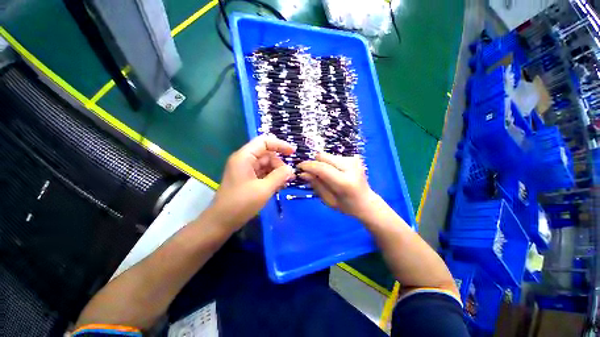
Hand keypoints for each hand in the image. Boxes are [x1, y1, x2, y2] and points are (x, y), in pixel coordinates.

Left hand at [208, 135, 295, 230]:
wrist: (221, 222)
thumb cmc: (241, 204)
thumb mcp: (264, 189)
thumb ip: (279, 176)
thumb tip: (290, 169)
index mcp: (245, 157)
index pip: (264, 142)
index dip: (280, 144)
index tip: (293, 152)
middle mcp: (245, 160)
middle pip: (267, 154)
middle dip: (279, 164)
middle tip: (290, 176)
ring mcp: (246, 170)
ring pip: (266, 164)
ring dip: (277, 172)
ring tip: (285, 183)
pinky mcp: (248, 178)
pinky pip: (263, 173)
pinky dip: (272, 177)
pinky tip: (279, 186)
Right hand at [297, 153, 380, 219]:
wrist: (366, 202)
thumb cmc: (347, 206)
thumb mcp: (328, 200)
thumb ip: (316, 185)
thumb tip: (303, 173)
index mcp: (345, 182)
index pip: (322, 168)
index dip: (308, 166)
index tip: (299, 167)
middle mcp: (350, 166)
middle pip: (323, 156)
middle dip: (314, 163)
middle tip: (310, 173)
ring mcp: (353, 160)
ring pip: (327, 155)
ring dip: (321, 164)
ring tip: (324, 175)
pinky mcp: (353, 157)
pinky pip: (333, 157)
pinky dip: (328, 164)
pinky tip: (333, 173)